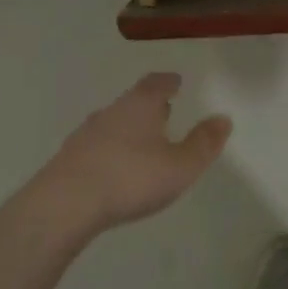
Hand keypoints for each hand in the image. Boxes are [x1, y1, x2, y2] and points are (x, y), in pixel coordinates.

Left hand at [29, 73, 231, 239]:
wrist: (64, 205)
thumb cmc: (131, 178)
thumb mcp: (180, 165)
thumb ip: (203, 143)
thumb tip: (223, 118)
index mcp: (140, 105)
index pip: (156, 83)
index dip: (168, 82)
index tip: (176, 82)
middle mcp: (111, 112)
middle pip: (133, 101)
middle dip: (149, 106)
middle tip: (164, 111)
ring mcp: (85, 135)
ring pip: (113, 123)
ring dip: (128, 128)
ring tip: (141, 142)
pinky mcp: (67, 159)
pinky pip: (96, 146)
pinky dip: (110, 150)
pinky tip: (114, 167)